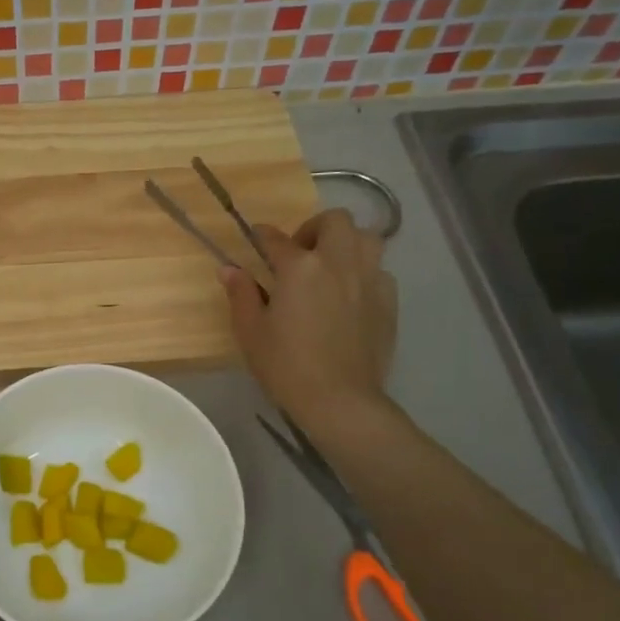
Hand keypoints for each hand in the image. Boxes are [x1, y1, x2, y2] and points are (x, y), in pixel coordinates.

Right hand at [222, 209, 397, 434]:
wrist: (339, 400)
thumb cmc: (286, 365)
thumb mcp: (251, 331)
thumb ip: (241, 294)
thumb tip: (230, 269)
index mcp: (300, 268)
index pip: (276, 239)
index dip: (263, 236)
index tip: (257, 237)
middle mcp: (338, 263)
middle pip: (336, 221)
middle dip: (315, 228)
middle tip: (301, 253)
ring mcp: (369, 280)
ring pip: (367, 239)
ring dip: (347, 244)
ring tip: (331, 267)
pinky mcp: (389, 301)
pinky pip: (379, 271)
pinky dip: (363, 272)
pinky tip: (350, 295)